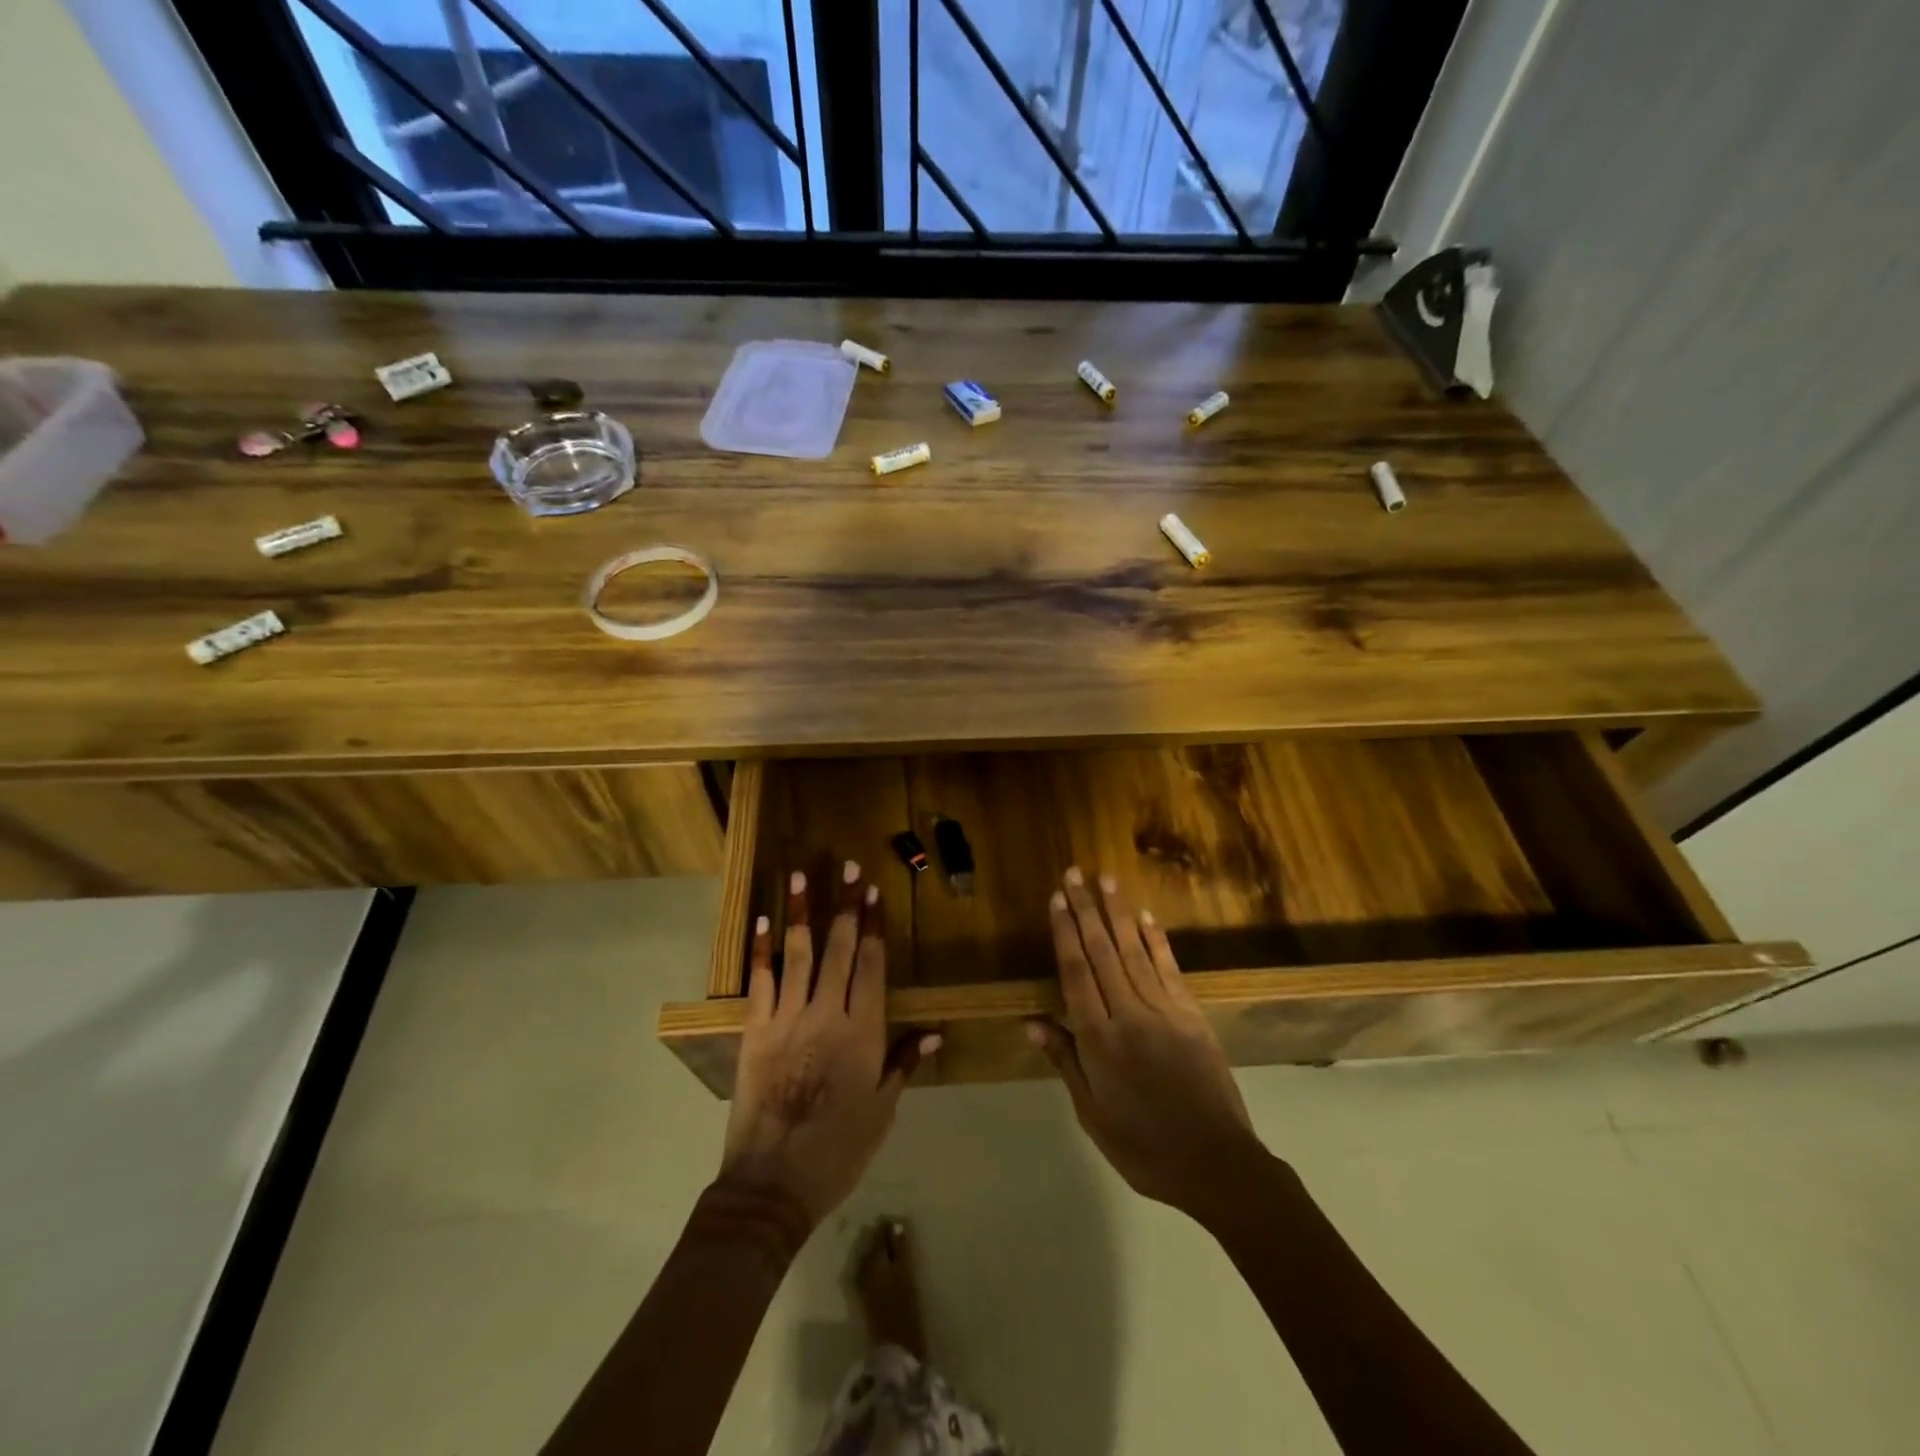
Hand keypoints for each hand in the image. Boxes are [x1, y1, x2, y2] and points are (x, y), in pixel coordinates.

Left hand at [719, 862, 937, 1230]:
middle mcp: (828, 1014)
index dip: (873, 926)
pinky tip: (762, 922)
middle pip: (838, 948)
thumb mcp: (882, 1110)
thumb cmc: (838, 1149)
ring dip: (801, 912)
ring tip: (801, 875)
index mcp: (864, 1032)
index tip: (874, 892)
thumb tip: (937, 1031)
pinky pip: (759, 981)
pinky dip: (761, 950)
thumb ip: (905, 1062)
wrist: (772, 1184)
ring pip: (798, 953)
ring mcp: (787, 1018)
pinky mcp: (755, 1030)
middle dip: (845, 904)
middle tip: (848, 866)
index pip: (871, 965)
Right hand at [1030, 867, 1267, 1221]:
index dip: (1065, 933)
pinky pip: (1169, 969)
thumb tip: (1033, 1023)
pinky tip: (1145, 916)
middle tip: (1074, 873)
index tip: (1057, 899)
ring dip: (1118, 913)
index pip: (1076, 974)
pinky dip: (1156, 939)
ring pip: (1134, 951)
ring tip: (1104, 880)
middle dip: (1086, 910)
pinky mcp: (1192, 1014)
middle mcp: (1129, 1015)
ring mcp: (1164, 1011)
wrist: (1216, 1163)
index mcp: (1099, 1041)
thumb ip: (1066, 1062)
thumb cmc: (1143, 1147)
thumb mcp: (1092, 1114)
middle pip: (1102, 952)